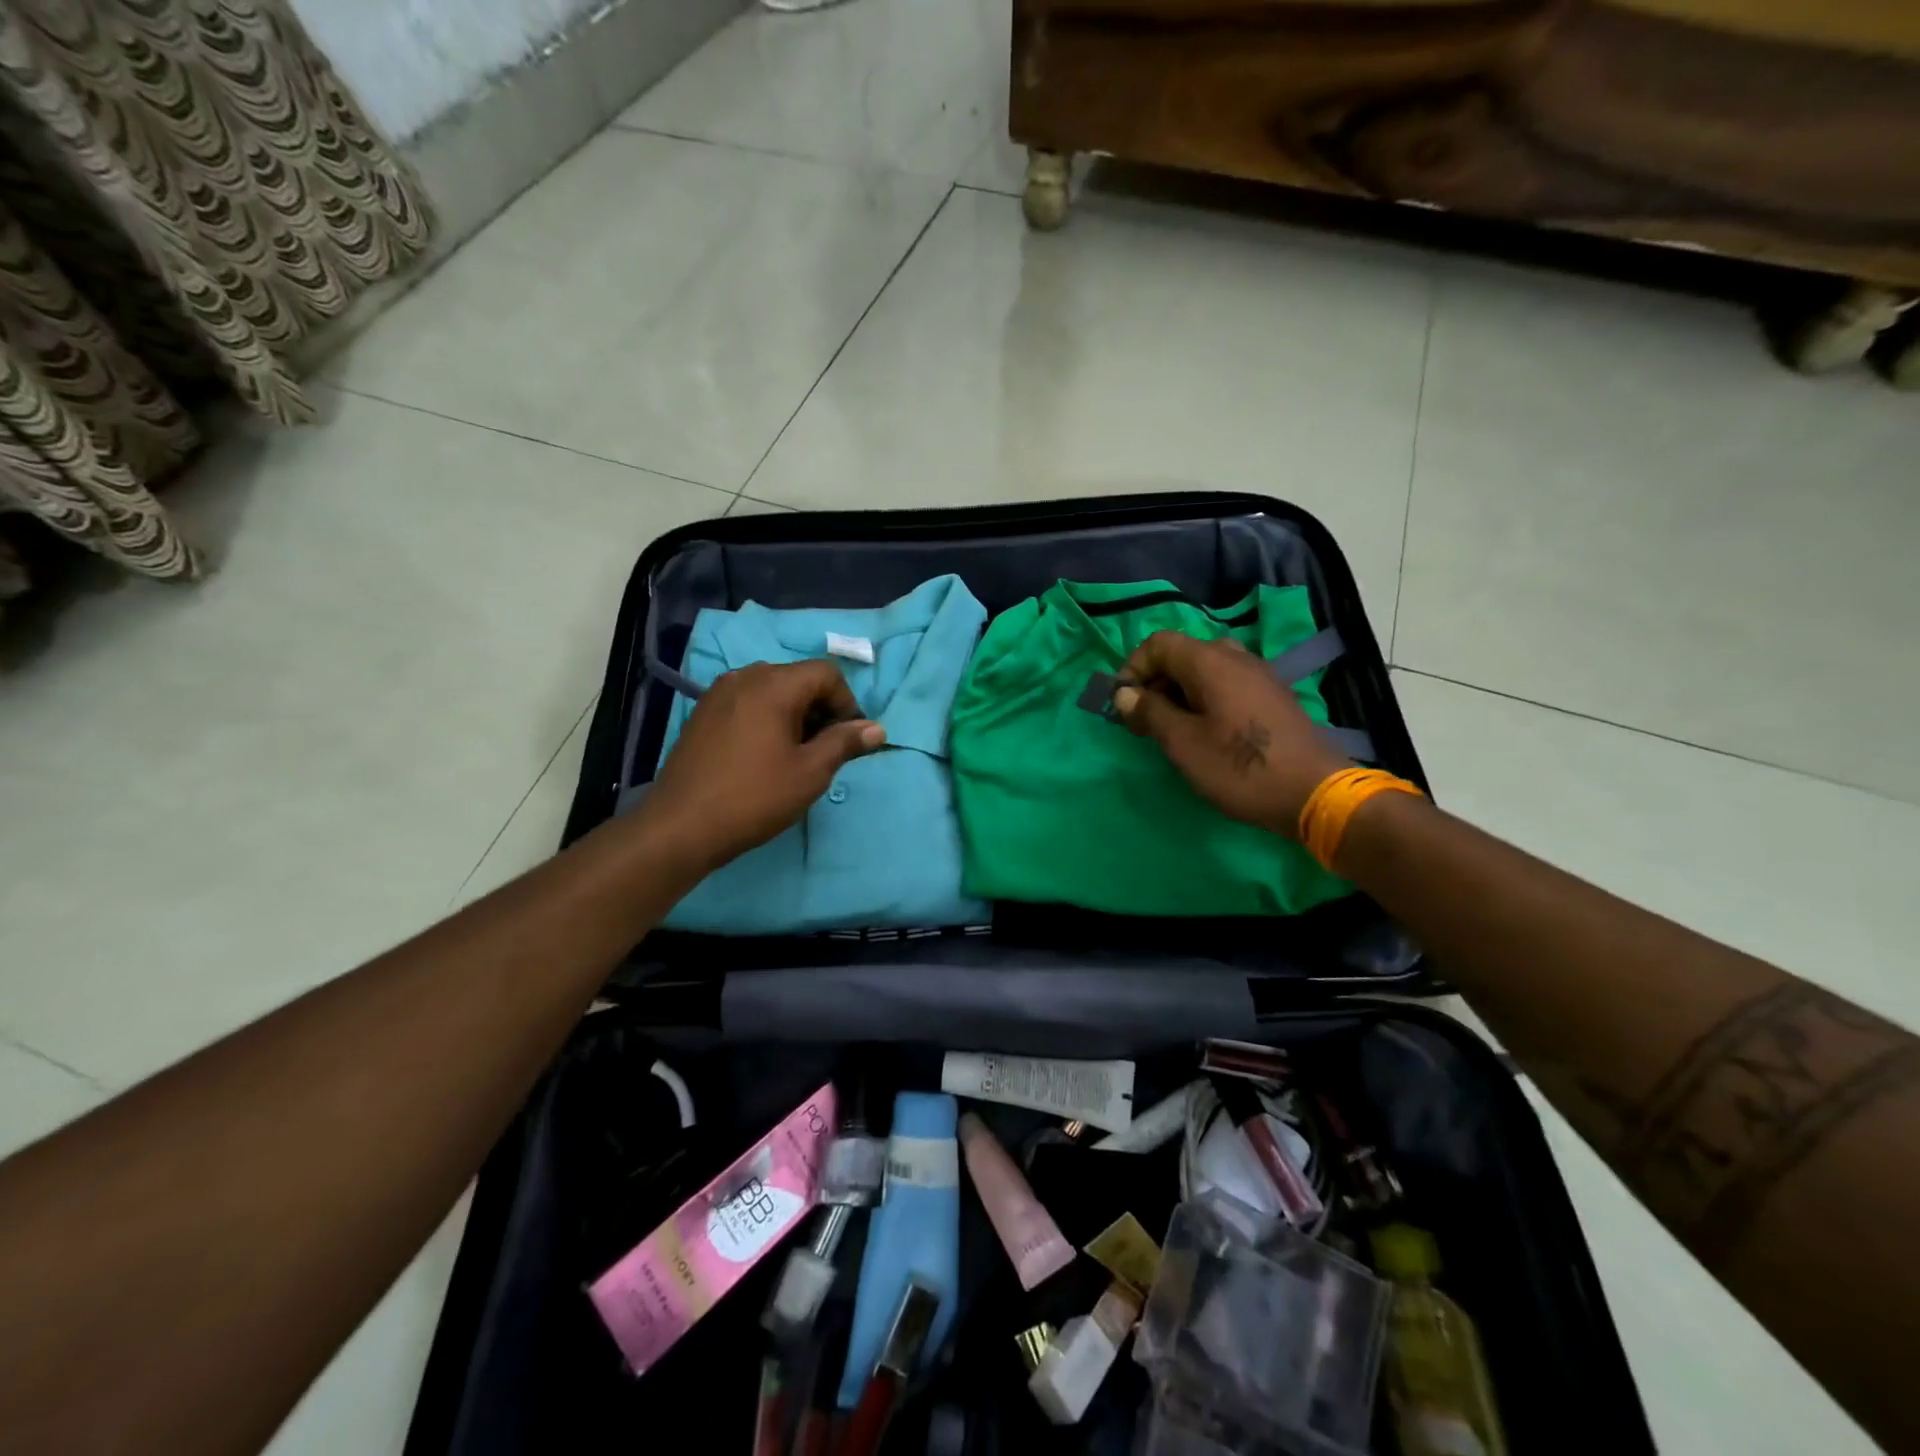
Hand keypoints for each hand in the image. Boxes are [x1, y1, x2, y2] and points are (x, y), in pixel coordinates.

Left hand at [640, 660, 885, 871]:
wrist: (680, 826)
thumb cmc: (754, 797)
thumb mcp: (810, 772)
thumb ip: (845, 743)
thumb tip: (876, 728)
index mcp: (773, 685)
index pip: (826, 674)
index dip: (847, 703)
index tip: (850, 740)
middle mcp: (745, 677)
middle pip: (799, 678)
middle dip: (822, 709)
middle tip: (827, 750)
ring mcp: (719, 694)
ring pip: (772, 691)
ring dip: (795, 714)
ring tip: (797, 755)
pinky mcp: (703, 714)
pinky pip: (748, 703)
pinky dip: (768, 719)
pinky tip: (765, 755)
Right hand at [1112, 631, 1349, 838]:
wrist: (1314, 794)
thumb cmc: (1240, 769)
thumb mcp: (1183, 744)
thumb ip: (1150, 712)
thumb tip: (1124, 693)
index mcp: (1210, 662)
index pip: (1158, 644)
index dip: (1132, 668)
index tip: (1123, 705)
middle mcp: (1235, 657)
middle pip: (1182, 654)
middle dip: (1155, 682)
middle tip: (1143, 721)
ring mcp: (1258, 675)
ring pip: (1205, 670)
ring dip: (1179, 692)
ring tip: (1171, 729)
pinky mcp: (1271, 696)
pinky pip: (1226, 684)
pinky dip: (1204, 699)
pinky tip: (1205, 734)